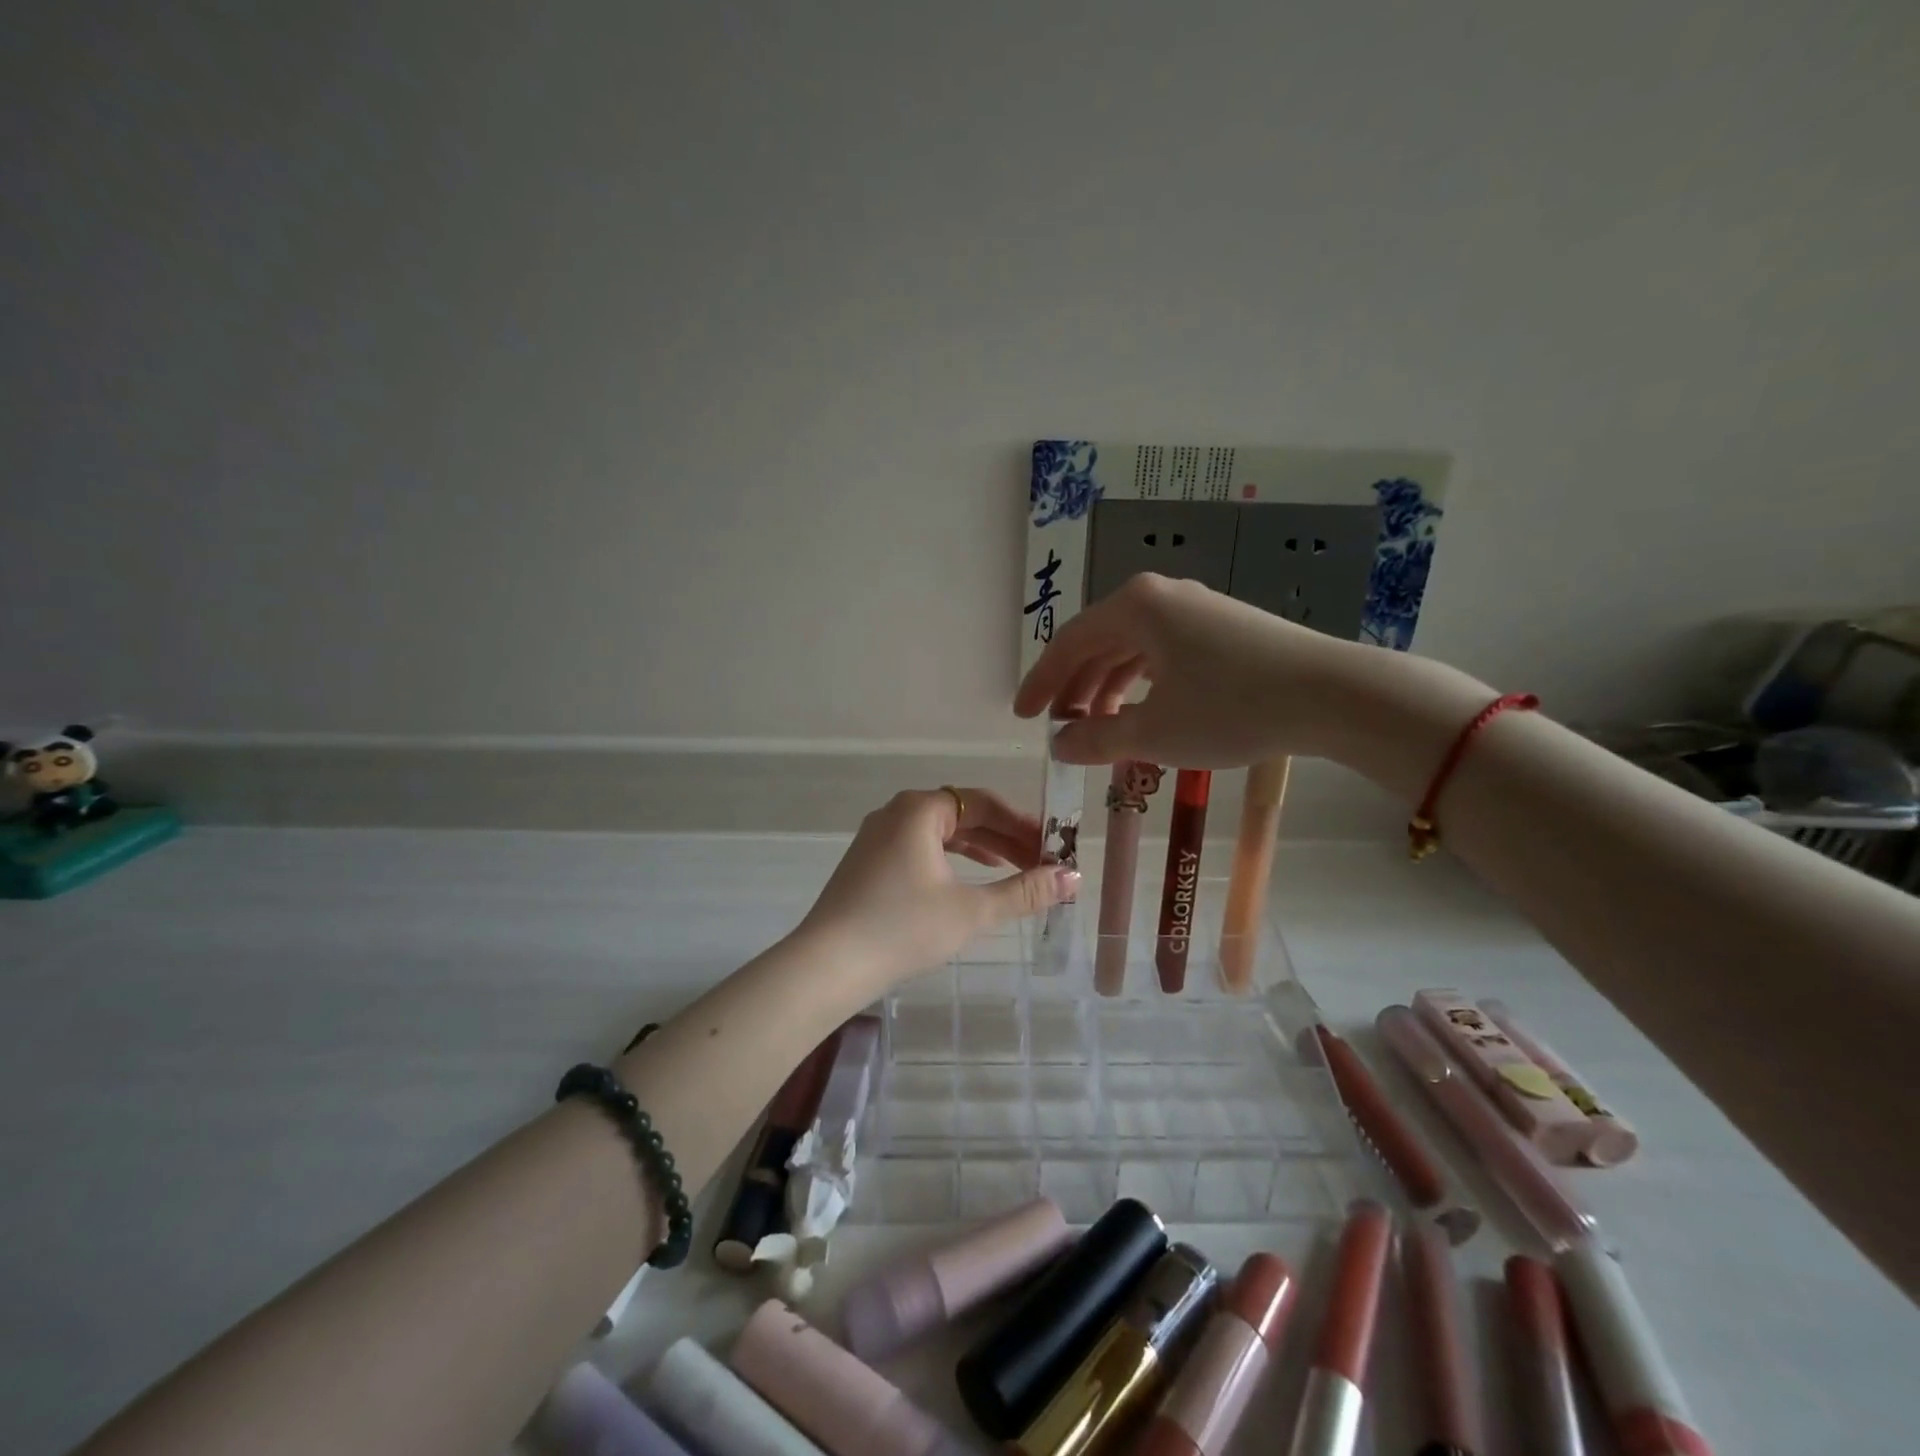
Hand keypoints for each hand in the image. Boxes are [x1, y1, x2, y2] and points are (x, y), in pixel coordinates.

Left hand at [798, 787, 1078, 986]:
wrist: (828, 962)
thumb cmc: (903, 927)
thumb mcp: (971, 910)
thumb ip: (1024, 891)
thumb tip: (1072, 877)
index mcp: (920, 809)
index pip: (984, 803)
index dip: (1023, 823)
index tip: (1052, 847)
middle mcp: (897, 812)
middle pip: (963, 814)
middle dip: (1004, 838)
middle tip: (1040, 862)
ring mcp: (878, 836)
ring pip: (941, 832)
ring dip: (980, 849)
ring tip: (1014, 869)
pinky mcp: (869, 861)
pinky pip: (921, 847)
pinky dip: (951, 859)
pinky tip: (969, 879)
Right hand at [1014, 573, 1366, 766]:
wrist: (1332, 695)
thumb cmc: (1231, 708)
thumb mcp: (1154, 732)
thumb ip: (1096, 739)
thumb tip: (1059, 745)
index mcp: (1134, 607)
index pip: (1069, 644)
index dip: (1041, 683)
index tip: (1021, 716)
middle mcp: (1160, 596)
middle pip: (1098, 642)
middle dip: (1074, 688)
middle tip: (1060, 728)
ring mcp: (1194, 609)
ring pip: (1131, 648)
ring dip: (1107, 688)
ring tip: (1098, 728)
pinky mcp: (1221, 627)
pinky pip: (1161, 652)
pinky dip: (1141, 683)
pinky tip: (1142, 711)